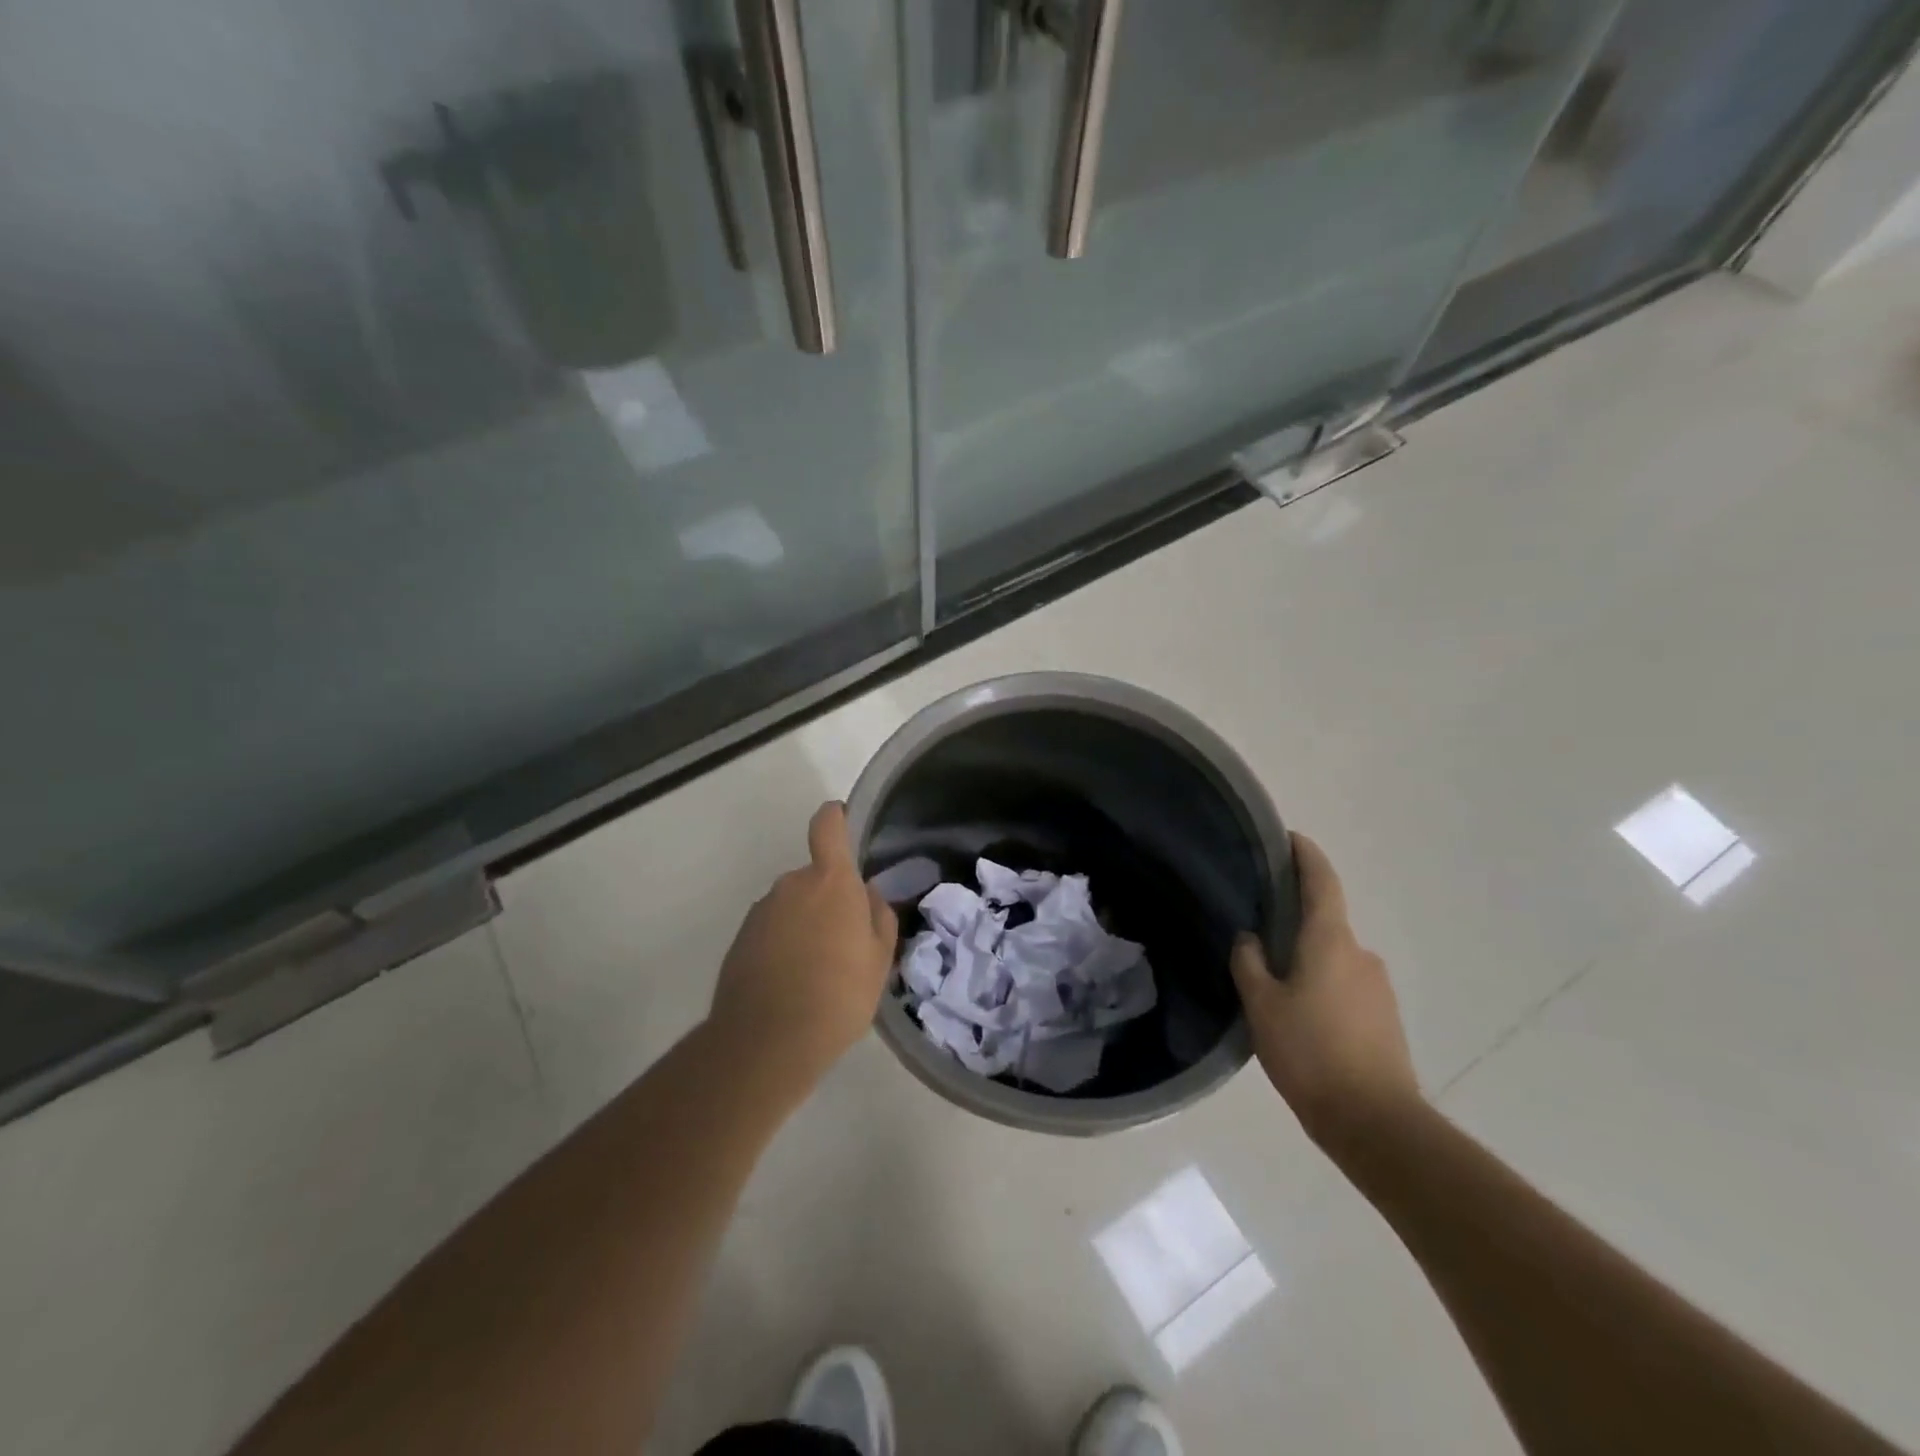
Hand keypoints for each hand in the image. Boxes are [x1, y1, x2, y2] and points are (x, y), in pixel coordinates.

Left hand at [708, 801, 898, 1082]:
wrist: (768, 1040)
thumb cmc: (839, 994)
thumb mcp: (880, 959)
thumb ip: (879, 916)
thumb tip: (867, 896)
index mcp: (830, 881)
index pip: (828, 827)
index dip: (835, 817)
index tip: (842, 820)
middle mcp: (791, 885)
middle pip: (814, 877)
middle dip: (828, 898)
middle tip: (845, 941)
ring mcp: (761, 912)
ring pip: (792, 906)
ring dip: (805, 925)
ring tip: (818, 971)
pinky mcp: (740, 940)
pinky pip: (771, 930)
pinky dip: (783, 946)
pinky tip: (792, 983)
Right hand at [1230, 832, 1421, 1153]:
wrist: (1375, 1122)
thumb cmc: (1310, 1052)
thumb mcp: (1262, 1005)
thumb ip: (1249, 963)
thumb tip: (1249, 938)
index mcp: (1330, 941)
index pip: (1321, 881)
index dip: (1305, 855)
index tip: (1288, 838)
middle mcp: (1360, 953)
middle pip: (1325, 920)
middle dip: (1295, 918)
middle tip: (1258, 926)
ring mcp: (1377, 987)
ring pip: (1334, 957)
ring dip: (1307, 958)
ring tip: (1272, 980)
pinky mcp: (1384, 1017)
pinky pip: (1345, 984)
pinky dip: (1322, 984)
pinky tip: (1300, 1013)